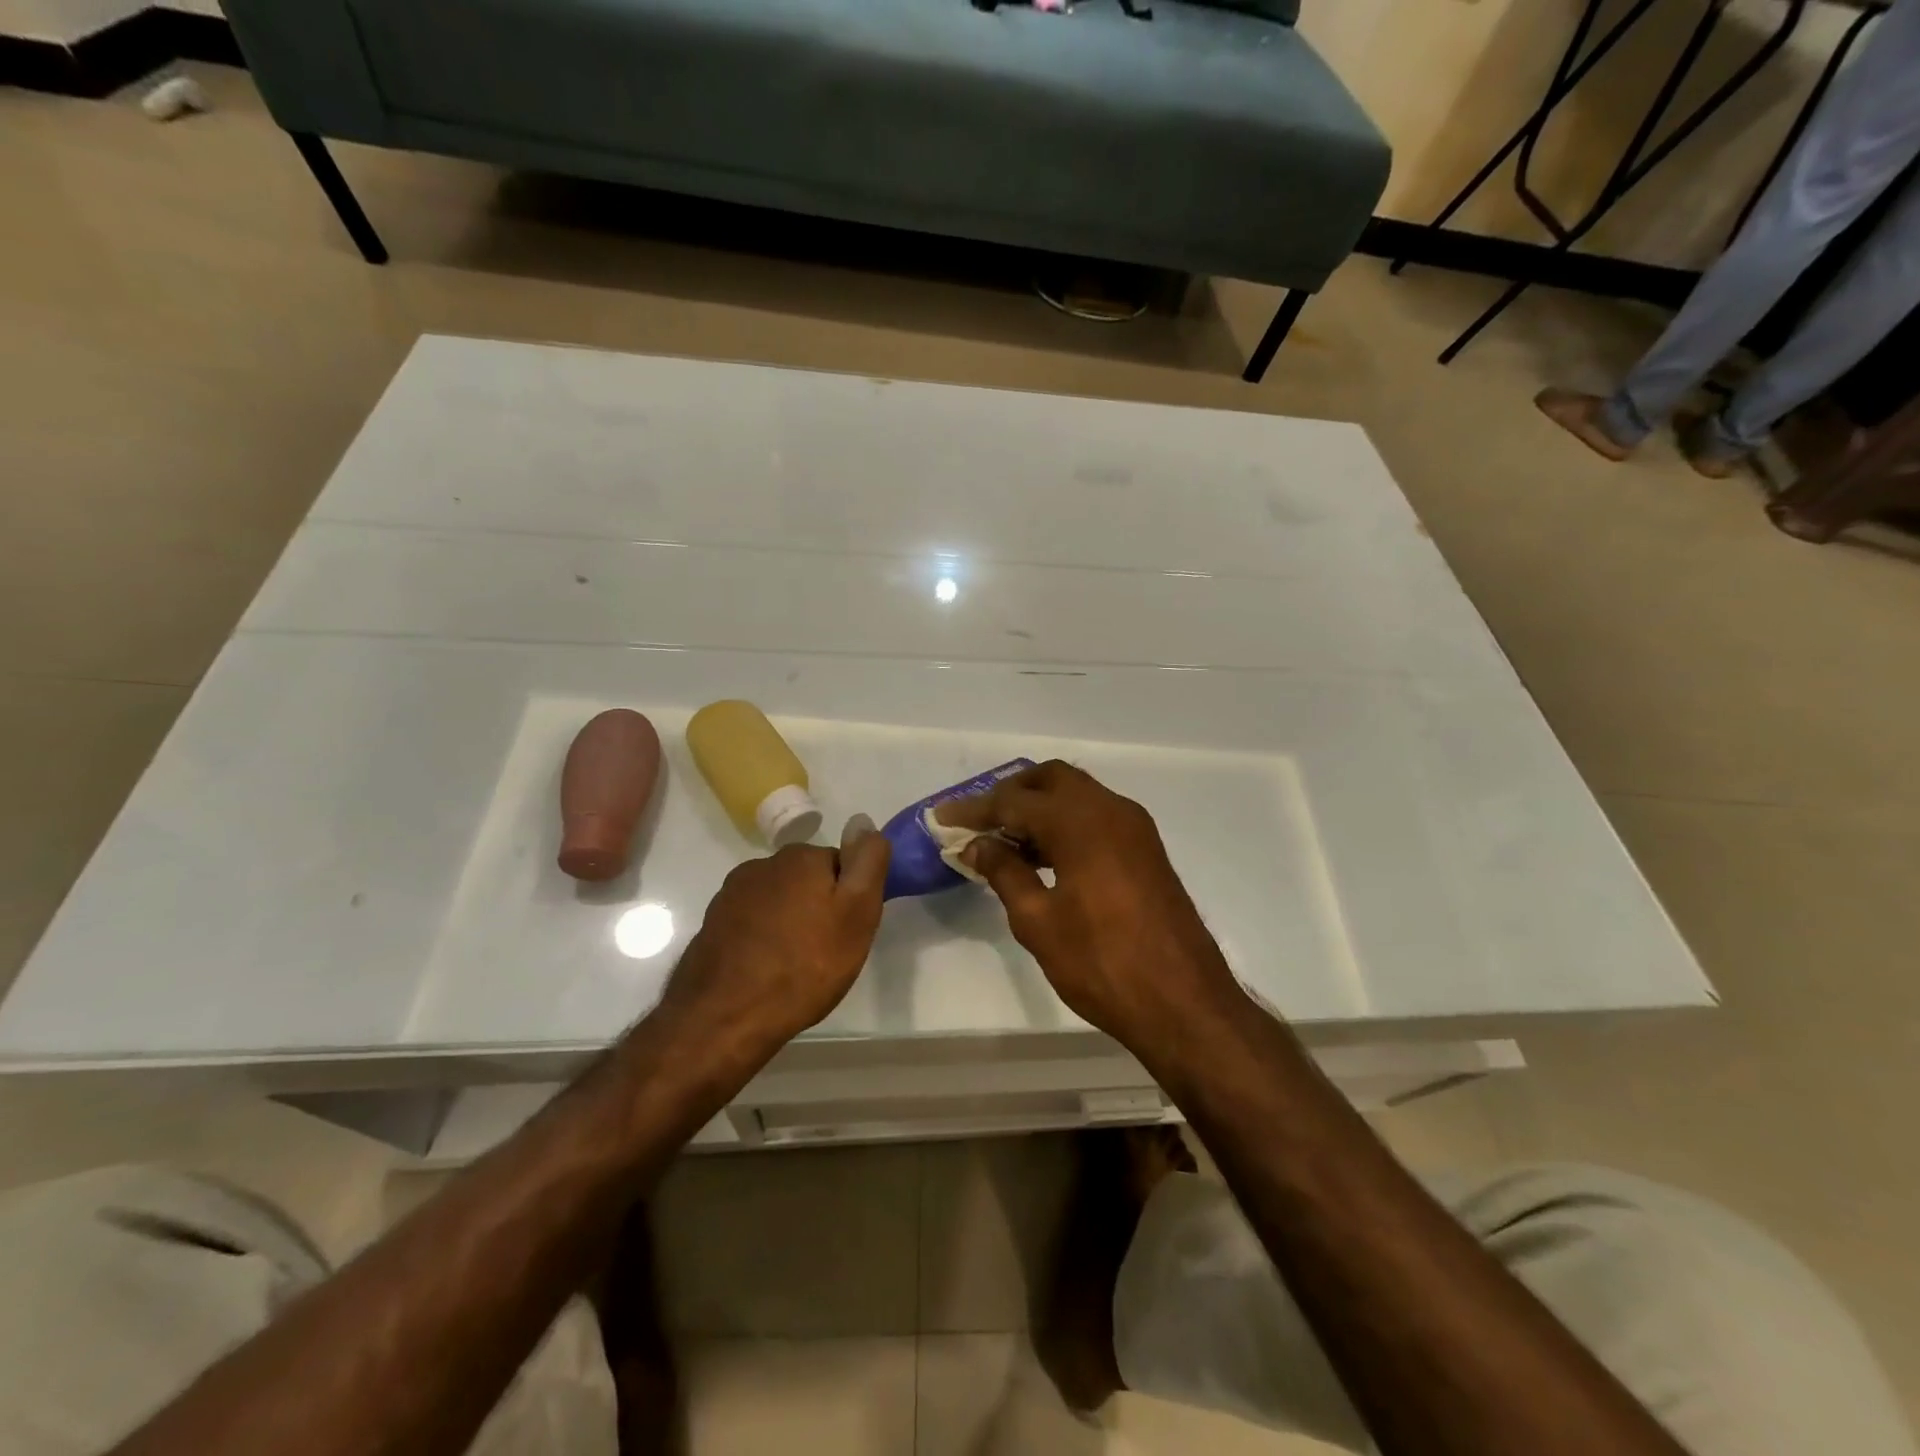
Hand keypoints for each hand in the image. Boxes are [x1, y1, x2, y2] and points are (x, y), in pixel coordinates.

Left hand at [656, 816, 890, 1071]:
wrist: (725, 1017)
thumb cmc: (805, 966)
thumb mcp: (857, 913)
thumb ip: (867, 862)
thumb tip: (864, 821)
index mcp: (801, 857)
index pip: (840, 864)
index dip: (850, 898)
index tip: (848, 931)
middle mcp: (763, 864)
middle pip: (807, 880)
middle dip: (818, 907)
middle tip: (826, 952)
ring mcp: (732, 894)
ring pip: (778, 900)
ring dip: (789, 922)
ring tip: (794, 965)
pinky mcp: (713, 923)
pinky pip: (751, 922)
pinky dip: (762, 938)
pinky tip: (765, 970)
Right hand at [938, 762, 1245, 1058]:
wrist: (1184, 1002)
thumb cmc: (1102, 963)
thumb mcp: (1038, 921)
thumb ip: (1005, 872)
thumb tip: (978, 845)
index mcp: (1081, 821)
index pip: (1015, 800)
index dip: (975, 809)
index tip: (943, 817)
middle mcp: (1111, 810)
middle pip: (1051, 779)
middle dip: (1012, 793)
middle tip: (979, 821)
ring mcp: (1135, 828)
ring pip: (1077, 795)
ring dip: (1040, 808)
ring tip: (1004, 841)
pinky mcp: (1146, 849)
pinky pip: (1097, 817)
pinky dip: (1066, 823)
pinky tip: (1043, 856)